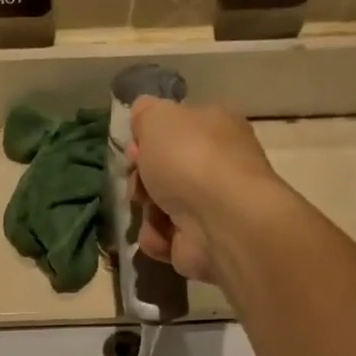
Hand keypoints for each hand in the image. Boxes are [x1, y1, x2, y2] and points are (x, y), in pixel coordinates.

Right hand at [129, 97, 283, 283]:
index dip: (148, 139)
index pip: (175, 129)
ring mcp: (211, 206)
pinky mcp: (202, 242)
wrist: (220, 221)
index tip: (135, 150)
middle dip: (142, 179)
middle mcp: (217, 165)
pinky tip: (164, 235)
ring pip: (159, 206)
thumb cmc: (190, 160)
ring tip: (153, 213)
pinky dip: (159, 237)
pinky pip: (165, 237)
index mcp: (214, 128)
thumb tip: (143, 113)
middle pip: (163, 171)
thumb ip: (146, 113)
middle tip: (139, 185)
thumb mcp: (158, 119)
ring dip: (147, 211)